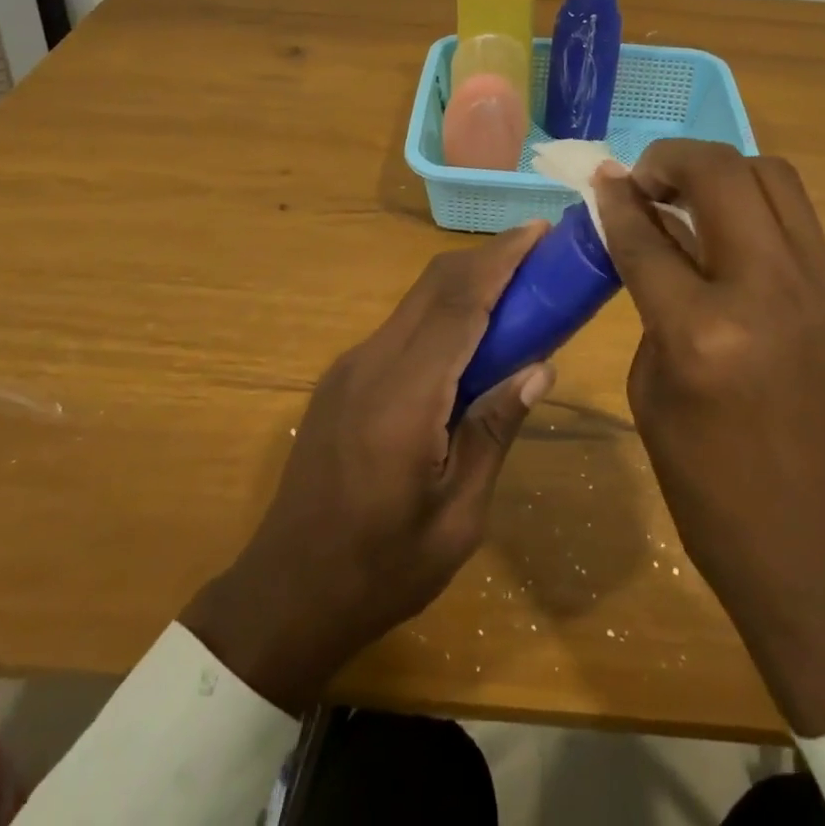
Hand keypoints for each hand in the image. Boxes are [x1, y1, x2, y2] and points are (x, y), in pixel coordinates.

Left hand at [181, 223, 553, 712]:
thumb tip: (540, 368)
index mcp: (403, 397)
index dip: (501, 260)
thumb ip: (494, 432)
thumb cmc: (381, 570)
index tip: (540, 230)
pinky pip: (401, 327)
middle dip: (487, 258)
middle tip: (539, 255)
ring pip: (416, 301)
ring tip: (516, 294)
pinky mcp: (342, 379)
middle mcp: (371, 364)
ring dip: (465, 284)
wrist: (285, 595)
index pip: (459, 304)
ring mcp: (350, 368)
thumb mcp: (457, 517)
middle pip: (434, 285)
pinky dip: (442, 314)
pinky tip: (470, 339)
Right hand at [593, 141, 824, 736]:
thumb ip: (649, 303)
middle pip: (721, 173)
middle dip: (670, 159)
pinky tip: (728, 235)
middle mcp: (768, 290)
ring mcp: (819, 286)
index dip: (615, 199)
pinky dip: (754, 206)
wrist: (824, 551)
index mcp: (702, 331)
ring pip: (772, 176)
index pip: (647, 233)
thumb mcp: (652, 391)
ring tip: (688, 196)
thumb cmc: (711, 490)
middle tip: (644, 180)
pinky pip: (796, 217)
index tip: (600, 178)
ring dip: (721, 173)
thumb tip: (648, 238)